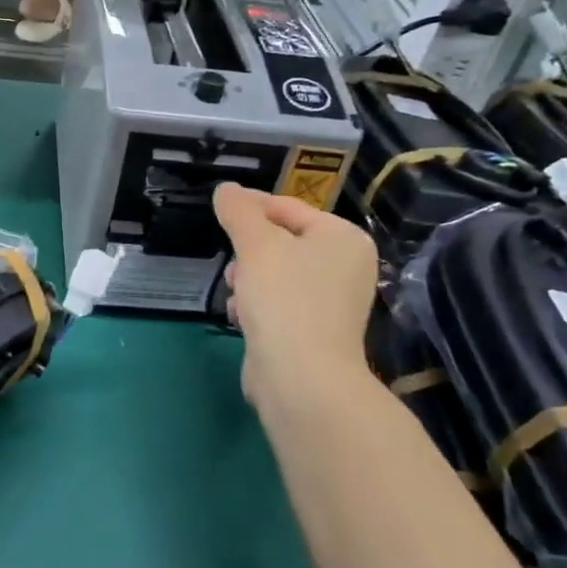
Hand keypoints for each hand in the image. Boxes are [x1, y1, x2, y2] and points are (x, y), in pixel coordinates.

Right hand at [213, 183, 379, 410]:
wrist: (301, 378)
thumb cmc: (285, 298)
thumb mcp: (256, 244)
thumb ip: (239, 211)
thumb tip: (226, 189)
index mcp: (343, 238)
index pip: (289, 208)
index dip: (251, 206)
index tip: (220, 210)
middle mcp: (346, 267)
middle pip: (282, 242)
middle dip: (249, 251)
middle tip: (233, 262)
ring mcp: (332, 303)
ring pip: (276, 274)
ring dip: (249, 280)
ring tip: (236, 292)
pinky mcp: (314, 332)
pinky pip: (278, 304)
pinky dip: (258, 306)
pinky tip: (243, 317)